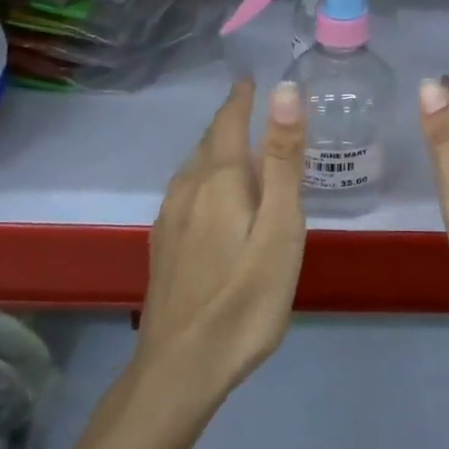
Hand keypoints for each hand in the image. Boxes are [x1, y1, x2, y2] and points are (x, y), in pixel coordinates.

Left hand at [137, 79, 306, 398]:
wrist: (180, 370)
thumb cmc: (245, 297)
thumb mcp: (280, 226)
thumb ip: (282, 158)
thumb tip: (285, 90)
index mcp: (218, 179)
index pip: (228, 120)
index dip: (241, 96)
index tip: (253, 77)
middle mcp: (187, 189)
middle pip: (208, 141)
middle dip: (230, 120)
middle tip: (257, 107)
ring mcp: (169, 219)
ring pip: (194, 168)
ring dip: (217, 148)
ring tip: (242, 146)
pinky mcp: (163, 246)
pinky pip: (187, 192)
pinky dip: (206, 177)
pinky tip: (216, 198)